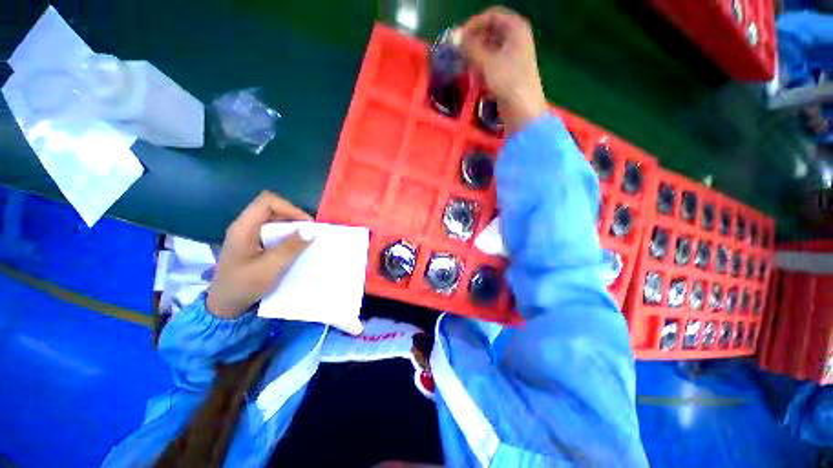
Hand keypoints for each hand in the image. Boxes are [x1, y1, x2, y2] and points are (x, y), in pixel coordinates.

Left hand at [206, 191, 312, 318]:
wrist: (224, 306)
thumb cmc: (244, 286)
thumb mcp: (271, 267)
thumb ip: (292, 247)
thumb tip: (312, 229)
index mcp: (244, 227)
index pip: (267, 202)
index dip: (290, 208)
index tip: (306, 224)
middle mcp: (244, 226)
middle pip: (271, 208)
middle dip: (293, 217)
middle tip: (309, 232)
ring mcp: (247, 234)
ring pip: (273, 219)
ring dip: (291, 226)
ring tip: (305, 239)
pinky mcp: (252, 243)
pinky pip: (272, 230)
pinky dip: (286, 234)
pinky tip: (294, 246)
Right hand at [459, 7, 546, 133]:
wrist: (522, 109)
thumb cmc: (507, 81)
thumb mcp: (486, 61)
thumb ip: (469, 48)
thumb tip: (453, 37)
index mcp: (516, 28)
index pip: (491, 16)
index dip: (474, 25)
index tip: (459, 38)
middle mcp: (516, 38)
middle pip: (491, 33)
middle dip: (474, 43)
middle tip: (460, 54)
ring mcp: (514, 56)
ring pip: (490, 50)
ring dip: (476, 57)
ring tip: (466, 68)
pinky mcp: (510, 72)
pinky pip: (493, 63)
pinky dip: (483, 68)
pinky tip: (476, 78)